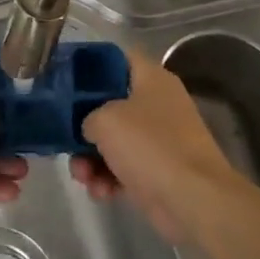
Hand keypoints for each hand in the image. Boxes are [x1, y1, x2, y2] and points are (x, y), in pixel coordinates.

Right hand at [73, 46, 243, 244]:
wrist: (193, 199)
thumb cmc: (150, 146)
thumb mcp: (106, 120)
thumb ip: (87, 116)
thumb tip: (91, 129)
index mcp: (152, 79)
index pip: (118, 58)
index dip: (91, 66)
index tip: (66, 82)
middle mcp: (157, 104)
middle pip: (110, 105)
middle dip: (84, 127)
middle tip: (67, 141)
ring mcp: (160, 139)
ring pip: (114, 141)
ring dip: (91, 160)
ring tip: (83, 177)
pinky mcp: (158, 171)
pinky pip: (124, 168)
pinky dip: (109, 179)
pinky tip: (101, 192)